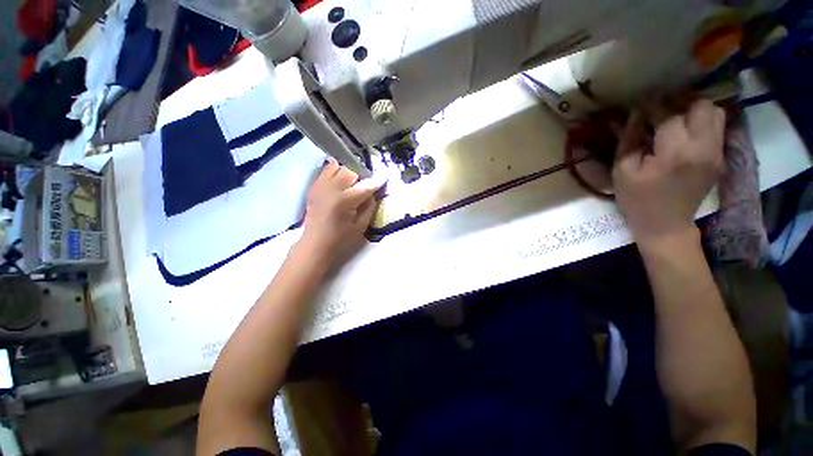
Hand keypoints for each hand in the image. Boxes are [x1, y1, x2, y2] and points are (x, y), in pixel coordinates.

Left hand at [298, 159, 385, 260]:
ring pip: (337, 167)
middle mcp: (330, 189)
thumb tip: (372, 193)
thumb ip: (369, 207)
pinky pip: (326, 170)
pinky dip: (335, 172)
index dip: (377, 181)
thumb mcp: (361, 226)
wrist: (315, 244)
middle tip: (362, 189)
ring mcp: (319, 186)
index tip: (385, 176)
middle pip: (350, 172)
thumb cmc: (341, 239)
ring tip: (349, 185)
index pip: (365, 186)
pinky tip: (339, 182)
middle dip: (360, 178)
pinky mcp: (313, 187)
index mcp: (344, 201)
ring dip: (347, 174)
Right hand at [613, 99, 724, 245]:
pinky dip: (701, 123)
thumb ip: (629, 139)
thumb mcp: (622, 171)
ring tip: (676, 118)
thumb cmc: (637, 199)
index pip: (668, 115)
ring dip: (695, 111)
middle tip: (662, 108)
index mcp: (674, 154)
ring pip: (715, 114)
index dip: (653, 104)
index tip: (642, 100)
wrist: (666, 224)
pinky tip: (685, 132)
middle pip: (702, 107)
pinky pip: (717, 129)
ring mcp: (716, 154)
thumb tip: (635, 113)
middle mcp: (703, 148)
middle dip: (681, 102)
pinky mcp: (720, 158)